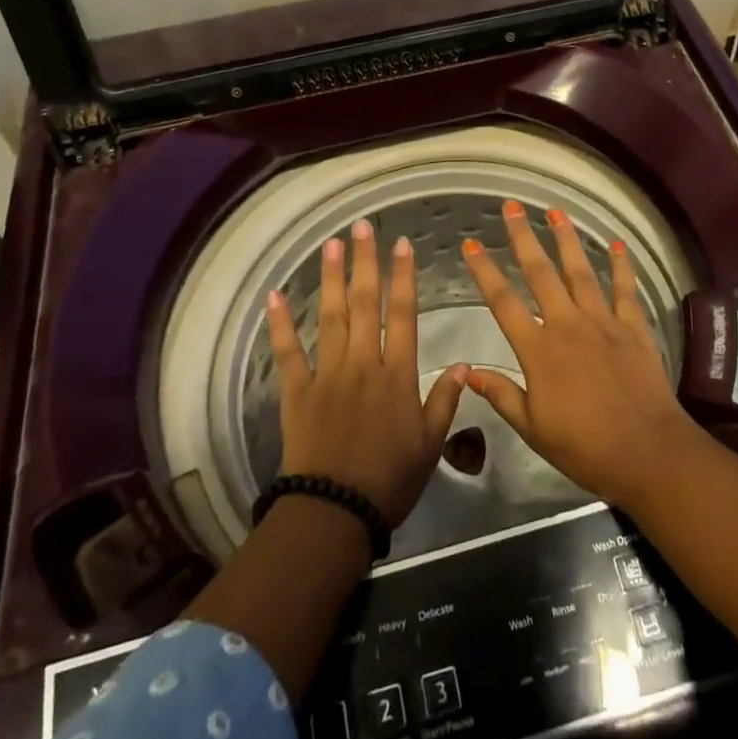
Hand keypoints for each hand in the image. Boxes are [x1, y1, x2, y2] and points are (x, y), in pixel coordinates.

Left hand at [267, 218, 468, 527]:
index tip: (402, 245)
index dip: (403, 277)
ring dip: (331, 278)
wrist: (336, 511)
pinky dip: (280, 323)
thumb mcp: (431, 443)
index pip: (403, 314)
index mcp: (397, 374)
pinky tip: (274, 295)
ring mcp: (327, 374)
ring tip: (331, 245)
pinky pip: (288, 352)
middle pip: (364, 304)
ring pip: (330, 317)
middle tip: (362, 227)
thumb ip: (446, 400)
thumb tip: (463, 363)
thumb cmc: (390, 479)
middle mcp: (362, 363)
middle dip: (365, 263)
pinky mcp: (297, 391)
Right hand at [460, 202, 701, 510]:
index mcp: (539, 350)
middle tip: (511, 207)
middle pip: (541, 273)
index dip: (484, 271)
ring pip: (581, 272)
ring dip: (567, 239)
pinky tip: (616, 244)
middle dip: (523, 238)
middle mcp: (568, 325)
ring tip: (556, 211)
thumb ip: (501, 395)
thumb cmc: (584, 447)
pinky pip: (625, 290)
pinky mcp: (634, 328)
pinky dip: (622, 266)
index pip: (503, 302)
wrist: (647, 453)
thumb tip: (467, 370)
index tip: (470, 244)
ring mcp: (603, 322)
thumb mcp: (533, 428)